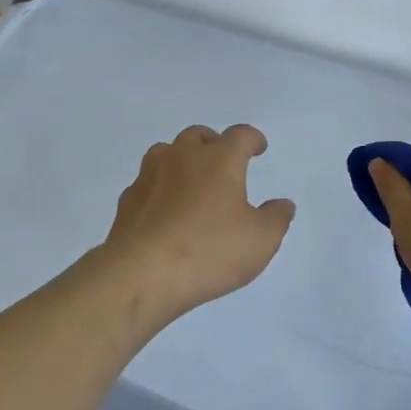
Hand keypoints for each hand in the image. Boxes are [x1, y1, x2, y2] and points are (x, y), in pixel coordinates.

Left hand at [97, 124, 295, 322]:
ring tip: (191, 183)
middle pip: (198, 136)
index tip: (258, 147)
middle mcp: (182, 157)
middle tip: (222, 163)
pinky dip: (159, 189)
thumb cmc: (209, 251)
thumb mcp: (260, 241)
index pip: (240, 135)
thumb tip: (282, 204)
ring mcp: (150, 176)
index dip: (252, 138)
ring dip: (181, 161)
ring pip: (166, 152)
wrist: (141, 274)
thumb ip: (276, 218)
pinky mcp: (127, 200)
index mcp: (219, 160)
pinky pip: (147, 183)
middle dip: (213, 144)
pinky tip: (164, 210)